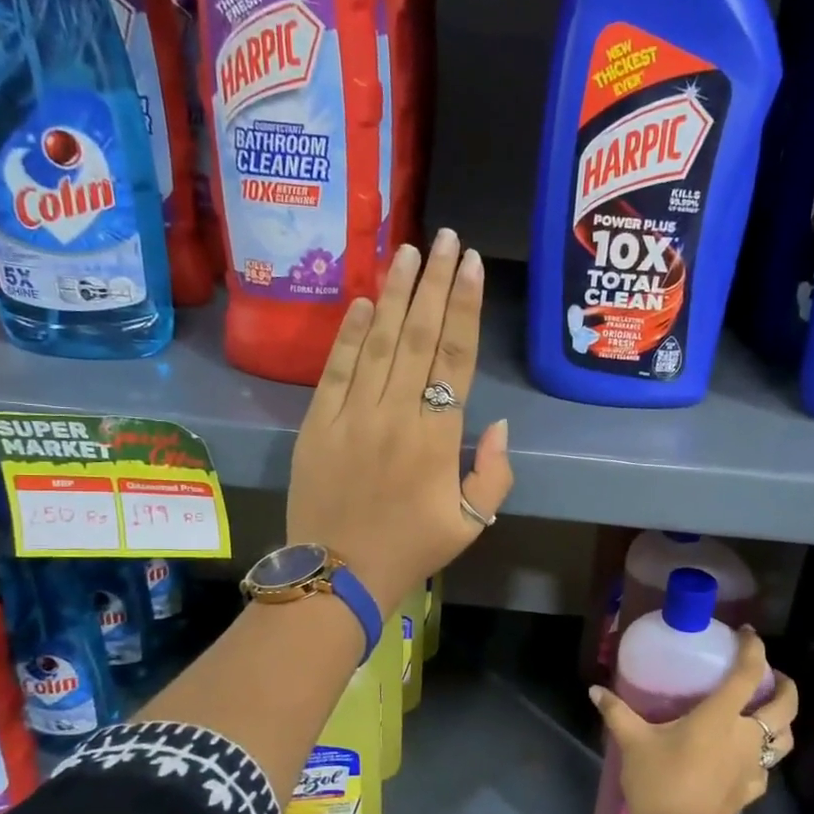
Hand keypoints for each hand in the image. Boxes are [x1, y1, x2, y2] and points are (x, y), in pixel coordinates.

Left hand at [287, 230, 514, 612]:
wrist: (337, 575)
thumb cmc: (410, 550)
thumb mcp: (472, 523)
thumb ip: (494, 474)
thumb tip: (496, 424)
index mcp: (437, 438)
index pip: (455, 358)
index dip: (466, 307)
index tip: (472, 265)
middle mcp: (396, 414)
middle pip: (419, 336)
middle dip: (435, 283)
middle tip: (445, 239)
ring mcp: (352, 415)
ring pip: (379, 342)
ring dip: (396, 294)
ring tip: (409, 251)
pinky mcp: (317, 423)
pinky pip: (336, 368)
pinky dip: (350, 333)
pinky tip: (364, 301)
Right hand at [589, 629, 797, 813]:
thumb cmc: (659, 784)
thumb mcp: (633, 744)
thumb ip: (617, 713)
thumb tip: (595, 690)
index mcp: (721, 717)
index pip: (748, 674)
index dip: (753, 648)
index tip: (747, 633)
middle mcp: (746, 737)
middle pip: (785, 706)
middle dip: (786, 685)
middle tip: (771, 675)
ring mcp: (754, 766)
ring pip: (785, 738)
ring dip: (783, 721)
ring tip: (767, 712)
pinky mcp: (752, 791)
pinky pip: (768, 766)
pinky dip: (764, 754)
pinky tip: (746, 754)